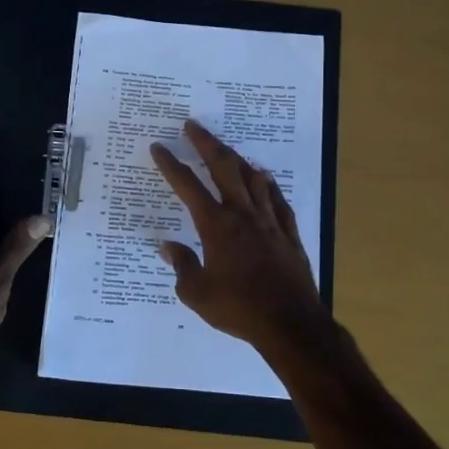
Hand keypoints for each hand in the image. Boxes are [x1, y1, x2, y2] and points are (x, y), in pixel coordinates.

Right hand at [150, 119, 332, 352]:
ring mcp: (269, 221)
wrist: (289, 322)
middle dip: (206, 143)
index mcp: (216, 226)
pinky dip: (268, 185)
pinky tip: (264, 178)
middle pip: (223, 168)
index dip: (171, 165)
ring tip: (226, 149)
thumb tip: (167, 246)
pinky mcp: (289, 234)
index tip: (159, 148)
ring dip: (237, 159)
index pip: (188, 187)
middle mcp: (242, 214)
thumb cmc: (238, 308)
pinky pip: (277, 200)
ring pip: (253, 178)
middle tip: (193, 126)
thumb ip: (181, 266)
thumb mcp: (197, 293)